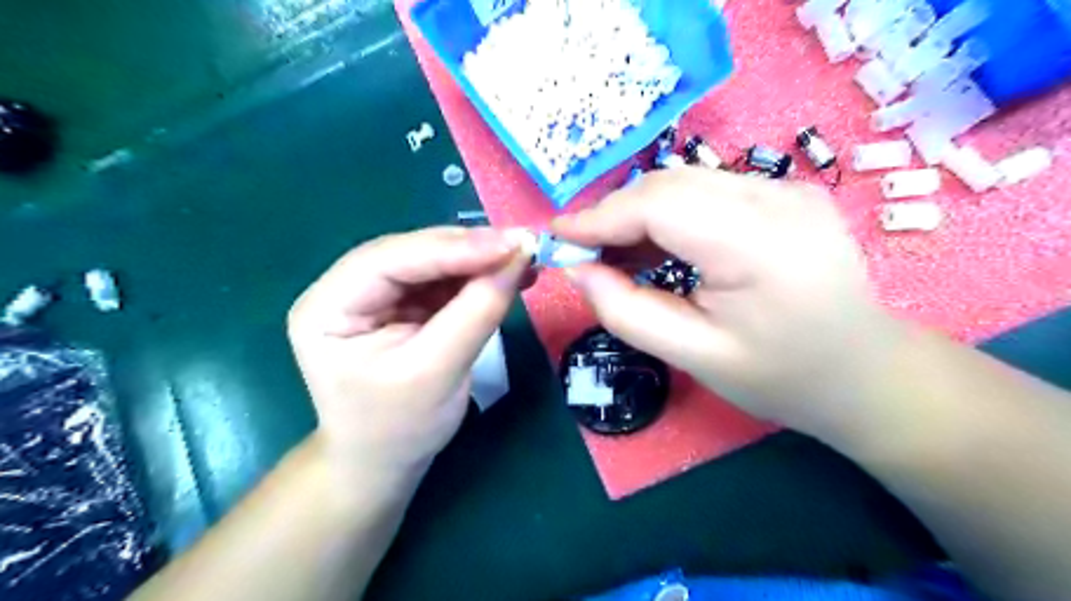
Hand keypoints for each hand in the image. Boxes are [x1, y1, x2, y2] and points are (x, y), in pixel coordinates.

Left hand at [289, 227, 529, 475]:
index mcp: (328, 307)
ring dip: (480, 260)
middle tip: (522, 246)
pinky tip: (508, 274)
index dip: (453, 248)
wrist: (387, 459)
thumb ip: (477, 312)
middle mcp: (346, 289)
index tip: (510, 245)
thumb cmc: (400, 427)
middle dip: (470, 250)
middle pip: (412, 253)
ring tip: (523, 259)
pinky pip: (445, 279)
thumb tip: (519, 259)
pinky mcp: (404, 302)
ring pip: (433, 261)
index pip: (389, 260)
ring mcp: (376, 294)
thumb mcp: (439, 372)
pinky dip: (479, 275)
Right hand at [551, 169, 901, 436]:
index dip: (600, 217)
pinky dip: (671, 213)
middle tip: (585, 253)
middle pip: (670, 184)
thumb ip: (626, 312)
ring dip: (640, 213)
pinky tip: (658, 246)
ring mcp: (788, 189)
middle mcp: (779, 198)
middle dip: (615, 214)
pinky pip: (710, 190)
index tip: (558, 237)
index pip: (660, 205)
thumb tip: (578, 271)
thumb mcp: (694, 356)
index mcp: (760, 244)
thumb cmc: (781, 376)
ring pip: (687, 182)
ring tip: (616, 254)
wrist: (865, 372)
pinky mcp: (788, 192)